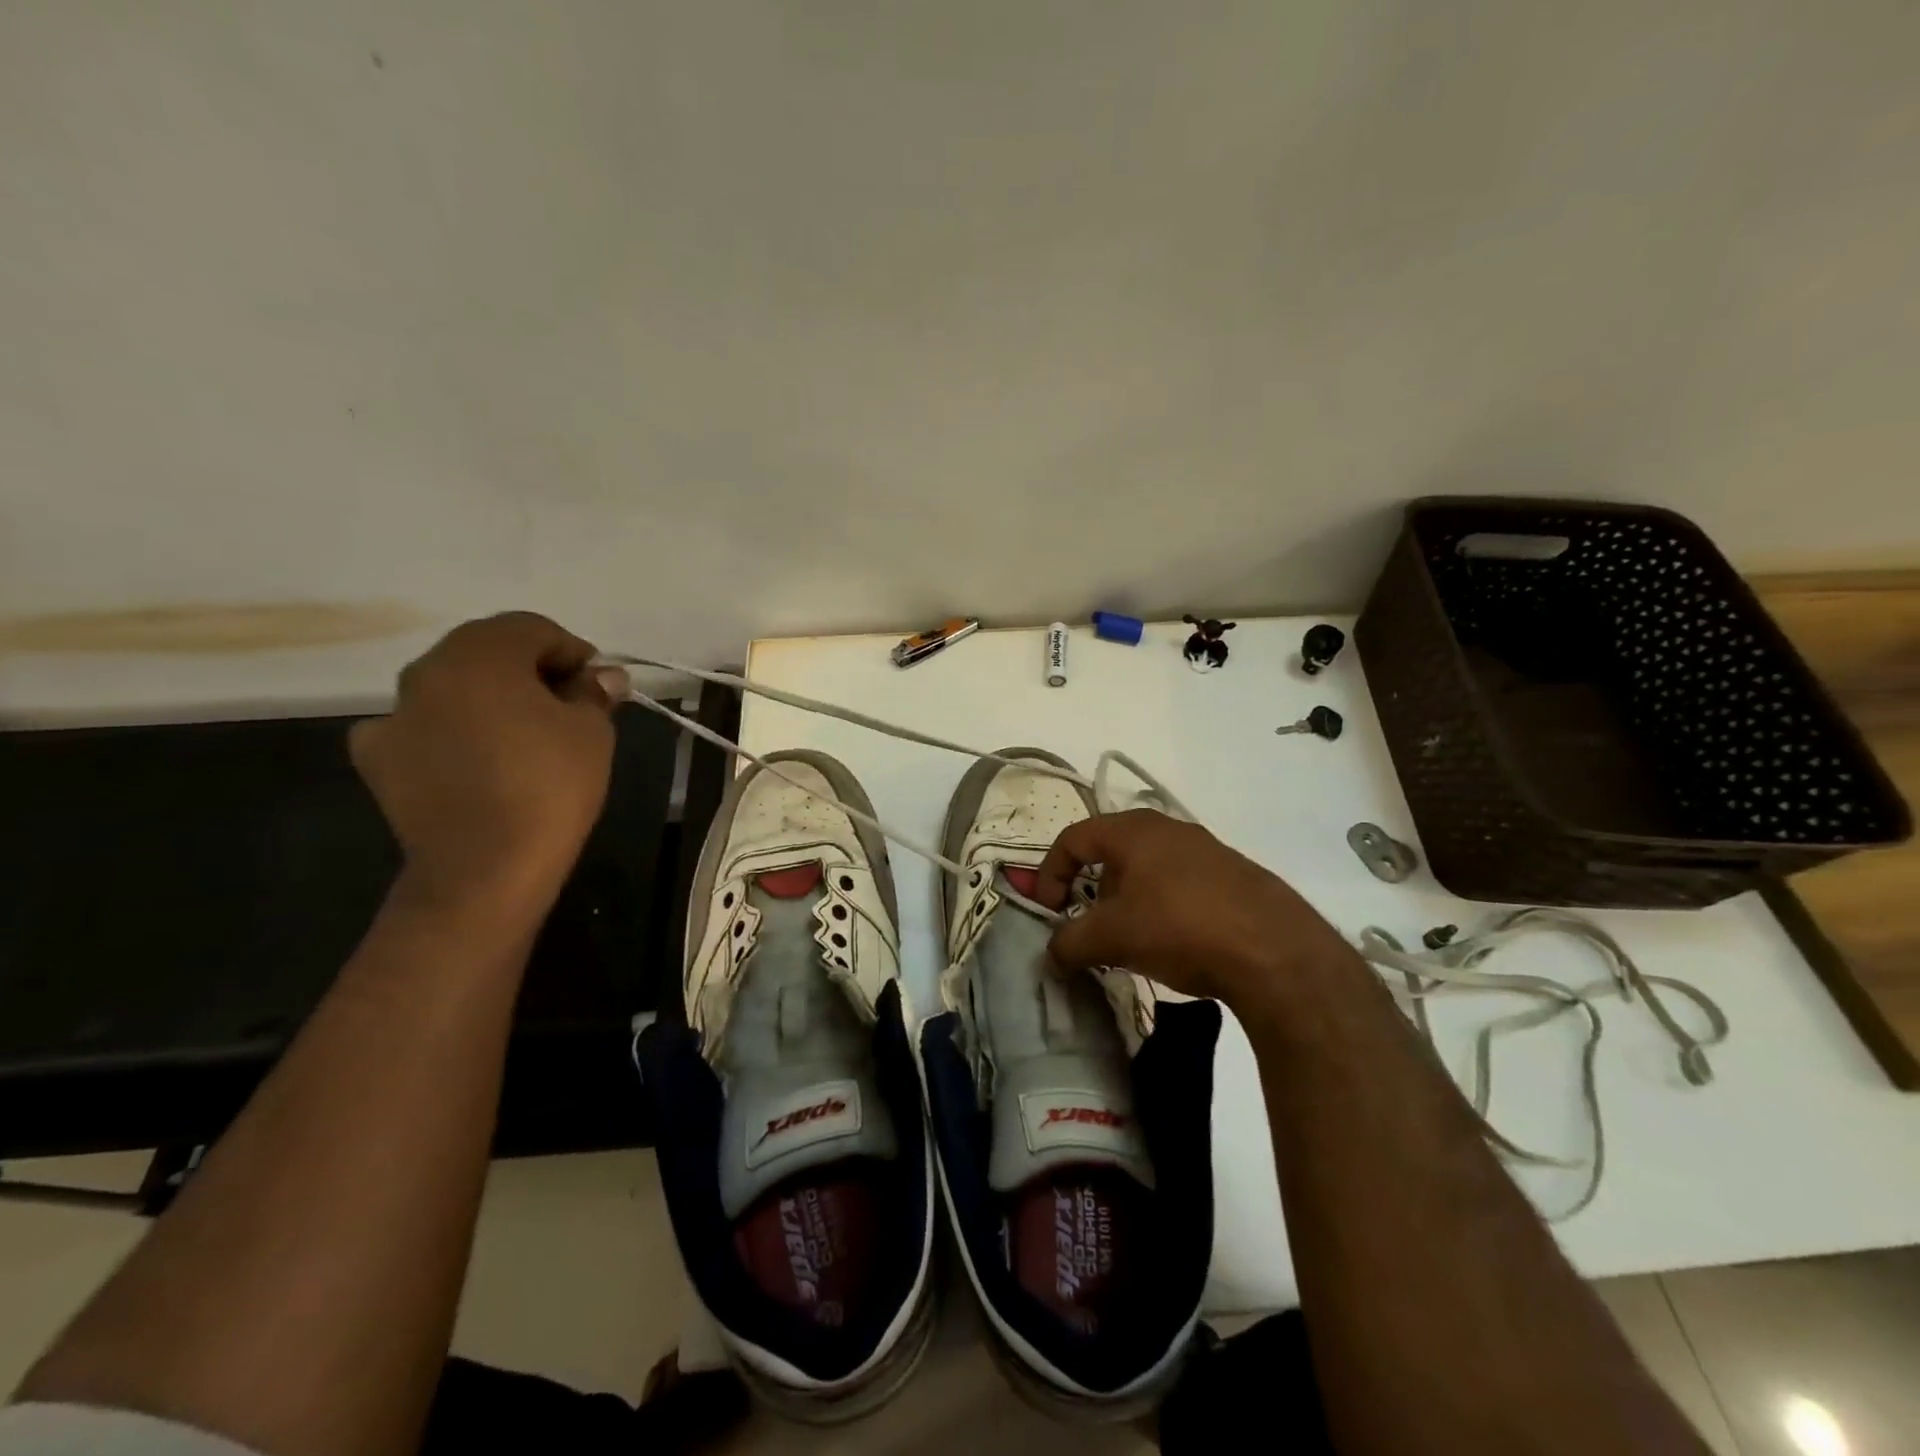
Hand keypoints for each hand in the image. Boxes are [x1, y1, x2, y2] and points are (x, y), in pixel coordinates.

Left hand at [349, 613, 627, 922]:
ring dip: (490, 698)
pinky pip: (422, 727)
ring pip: (453, 687)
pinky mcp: (377, 758)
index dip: (572, 650)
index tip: (597, 684)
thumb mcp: (591, 731)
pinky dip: (450, 731)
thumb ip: (593, 693)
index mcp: (479, 656)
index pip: (531, 628)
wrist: (485, 868)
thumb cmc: (549, 785)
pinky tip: (475, 760)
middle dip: (530, 670)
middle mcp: (427, 672)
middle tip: (566, 705)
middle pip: (486, 651)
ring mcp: (394, 715)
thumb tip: (603, 676)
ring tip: (524, 735)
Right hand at [1034, 809, 1356, 1009]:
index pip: (1073, 838)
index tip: (1049, 912)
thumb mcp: (1112, 938)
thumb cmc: (1180, 927)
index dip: (1050, 873)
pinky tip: (1177, 944)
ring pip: (1149, 870)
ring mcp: (1208, 850)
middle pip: (1112, 852)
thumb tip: (1052, 955)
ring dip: (1129, 902)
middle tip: (1092, 927)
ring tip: (1134, 942)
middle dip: (1092, 890)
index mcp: (1133, 830)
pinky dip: (1164, 908)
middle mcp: (1169, 829)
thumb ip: (1070, 943)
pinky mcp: (1236, 877)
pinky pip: (1183, 885)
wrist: (1277, 952)